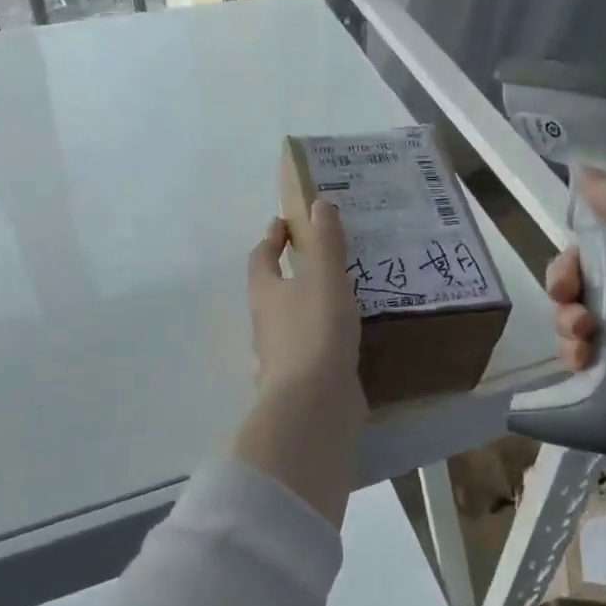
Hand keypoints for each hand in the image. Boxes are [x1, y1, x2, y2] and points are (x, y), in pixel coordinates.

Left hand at [247, 199, 365, 419]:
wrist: (314, 402)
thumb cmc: (316, 330)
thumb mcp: (326, 277)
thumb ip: (326, 242)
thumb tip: (319, 203)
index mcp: (265, 292)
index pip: (261, 257)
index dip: (272, 238)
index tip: (284, 223)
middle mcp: (266, 322)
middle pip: (271, 289)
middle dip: (289, 272)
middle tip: (317, 256)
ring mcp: (280, 354)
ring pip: (291, 321)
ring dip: (307, 305)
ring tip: (339, 293)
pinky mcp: (300, 378)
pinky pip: (309, 348)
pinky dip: (321, 336)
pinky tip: (344, 337)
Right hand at [546, 169, 605, 468]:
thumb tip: (584, 169)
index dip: (584, 244)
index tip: (571, 260)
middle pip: (595, 275)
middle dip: (569, 285)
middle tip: (566, 300)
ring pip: (590, 315)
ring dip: (570, 322)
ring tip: (579, 339)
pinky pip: (597, 354)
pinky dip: (580, 354)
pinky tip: (579, 361)